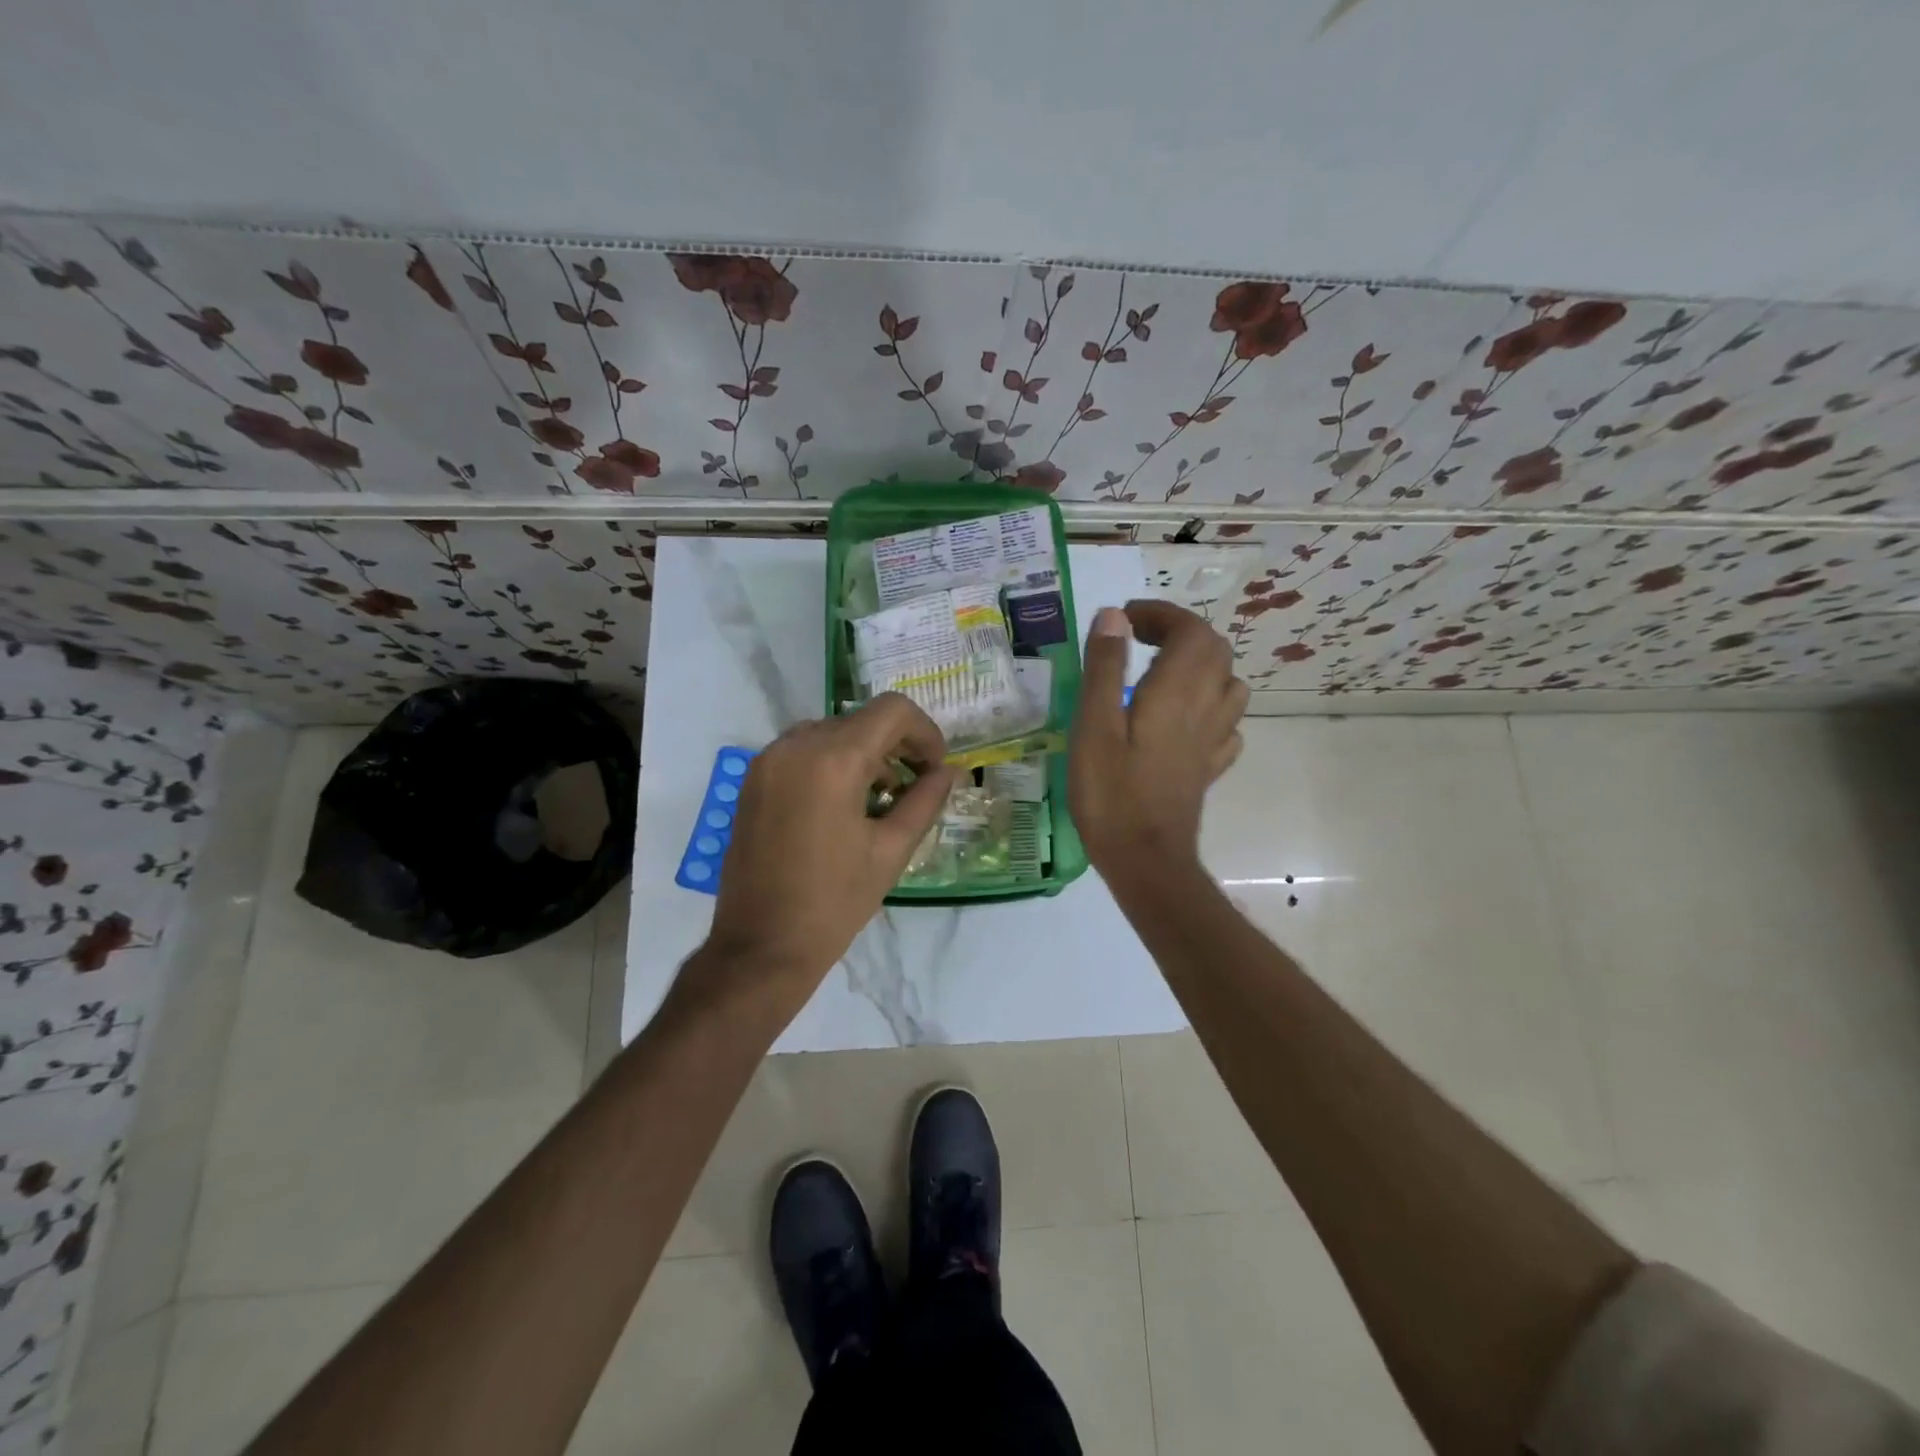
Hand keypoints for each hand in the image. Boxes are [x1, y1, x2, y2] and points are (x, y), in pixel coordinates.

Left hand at [693, 694, 956, 1022]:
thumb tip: (951, 771)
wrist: (762, 946)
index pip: (892, 710)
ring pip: (831, 732)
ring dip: (863, 752)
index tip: (933, 768)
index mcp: (833, 760)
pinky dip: (830, 762)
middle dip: (896, 745)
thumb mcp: (892, 850)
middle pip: (861, 720)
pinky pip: (802, 750)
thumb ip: (926, 800)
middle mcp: (795, 745)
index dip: (924, 731)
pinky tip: (842, 805)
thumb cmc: (835, 902)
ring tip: (879, 799)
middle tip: (913, 786)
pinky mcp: (752, 780)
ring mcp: (767, 760)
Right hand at [1070, 601, 1247, 879]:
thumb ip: (1104, 668)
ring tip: (1160, 672)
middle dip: (1179, 632)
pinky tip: (1182, 718)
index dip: (1161, 614)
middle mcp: (1206, 708)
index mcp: (1177, 692)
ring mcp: (1214, 740)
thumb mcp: (1093, 726)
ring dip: (1199, 665)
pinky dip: (1207, 704)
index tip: (1124, 619)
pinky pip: (1225, 721)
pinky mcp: (1209, 766)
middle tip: (1137, 639)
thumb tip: (1113, 616)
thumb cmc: (1111, 794)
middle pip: (1214, 650)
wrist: (1146, 860)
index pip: (1190, 630)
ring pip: (1228, 683)